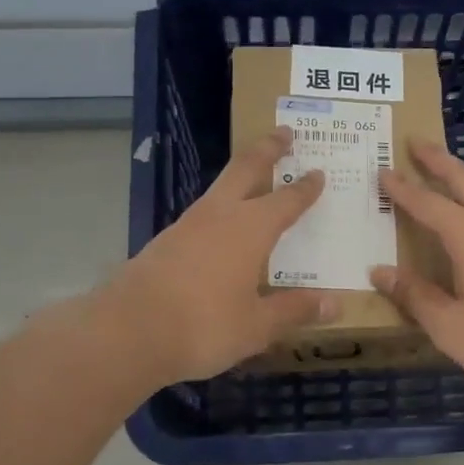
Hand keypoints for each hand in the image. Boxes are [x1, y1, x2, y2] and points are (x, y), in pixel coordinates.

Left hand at [99, 126, 336, 387]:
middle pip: (246, 169)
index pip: (286, 200)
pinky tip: (221, 226)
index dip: (305, 188)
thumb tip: (335, 305)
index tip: (319, 172)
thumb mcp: (256, 326)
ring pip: (220, 188)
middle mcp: (220, 215)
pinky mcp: (165, 241)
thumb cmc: (203, 326)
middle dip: (267, 149)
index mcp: (250, 229)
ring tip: (254, 178)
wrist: (128, 331)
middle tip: (284, 133)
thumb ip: (294, 311)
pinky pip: (203, 213)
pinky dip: (220, 207)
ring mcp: (187, 224)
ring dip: (240, 175)